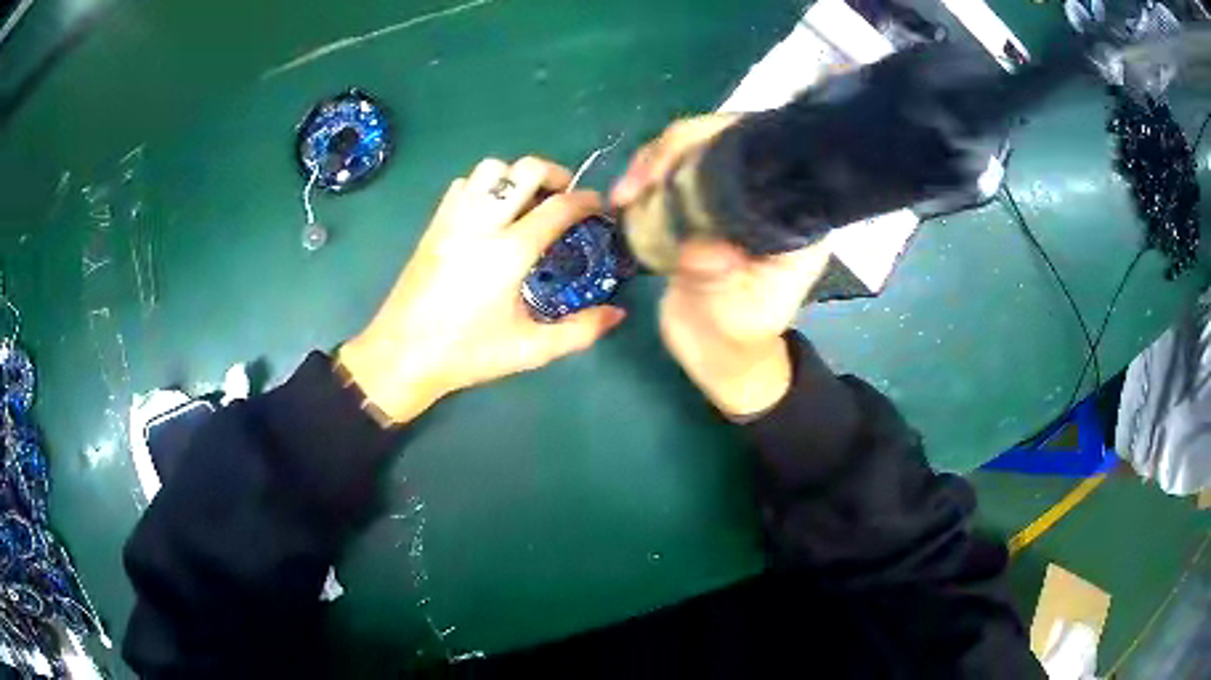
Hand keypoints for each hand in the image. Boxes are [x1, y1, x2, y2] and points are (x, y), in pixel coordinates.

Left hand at [340, 157, 626, 424]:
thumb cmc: (467, 354)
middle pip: (525, 169)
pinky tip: (490, 214)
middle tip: (565, 198)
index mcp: (509, 252)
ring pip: (490, 168)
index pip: (559, 207)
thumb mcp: (530, 350)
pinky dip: (483, 186)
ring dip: (515, 176)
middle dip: (555, 174)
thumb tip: (617, 313)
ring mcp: (453, 220)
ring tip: (526, 202)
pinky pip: (463, 185)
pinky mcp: (434, 225)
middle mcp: (482, 224)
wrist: (402, 355)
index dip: (587, 200)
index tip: (600, 207)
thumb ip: (579, 331)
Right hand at [612, 116, 828, 417]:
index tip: (677, 164)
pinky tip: (625, 197)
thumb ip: (720, 278)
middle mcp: (764, 194)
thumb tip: (696, 246)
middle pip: (724, 139)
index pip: (764, 153)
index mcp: (792, 214)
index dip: (720, 141)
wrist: (716, 351)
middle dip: (677, 148)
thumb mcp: (738, 312)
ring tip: (625, 193)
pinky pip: (672, 174)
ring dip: (653, 161)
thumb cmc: (739, 334)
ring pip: (693, 150)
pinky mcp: (700, 205)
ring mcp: (729, 196)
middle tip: (638, 182)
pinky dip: (644, 178)